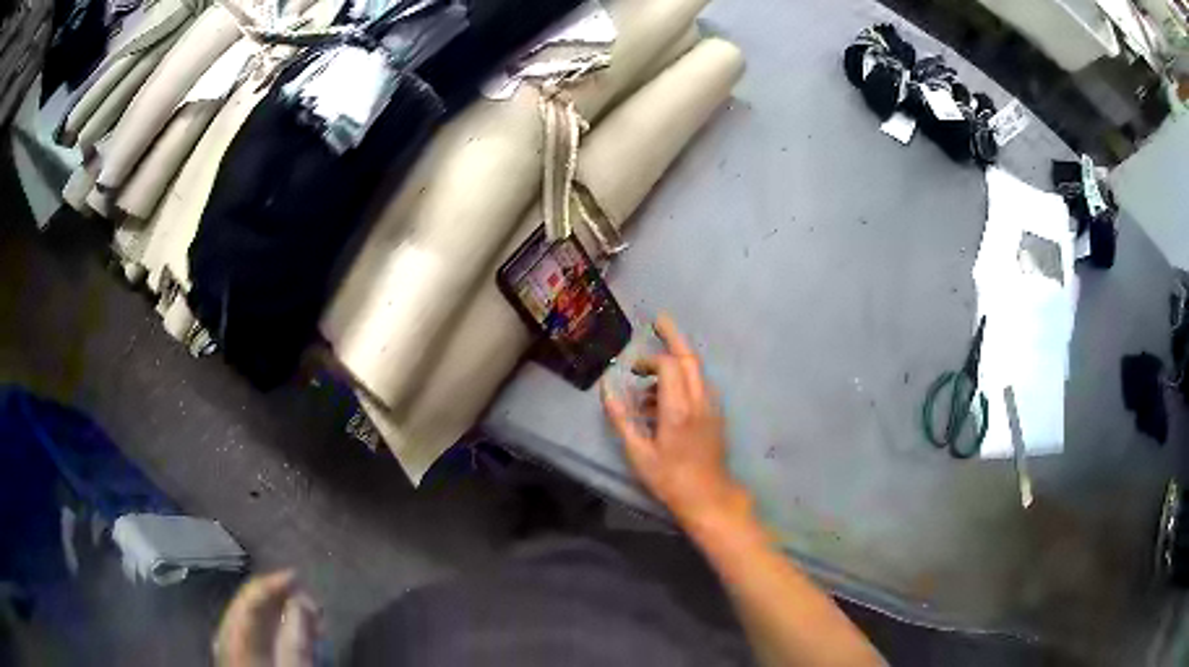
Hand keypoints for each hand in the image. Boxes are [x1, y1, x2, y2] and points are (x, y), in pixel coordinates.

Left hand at [214, 570, 320, 666]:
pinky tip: (291, 630)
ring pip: (252, 617)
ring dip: (279, 612)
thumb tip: (301, 601)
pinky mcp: (241, 655)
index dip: (272, 583)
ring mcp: (232, 646)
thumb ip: (296, 640)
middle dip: (279, 597)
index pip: (250, 599)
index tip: (298, 576)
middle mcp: (229, 635)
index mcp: (237, 637)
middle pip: (250, 605)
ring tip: (307, 615)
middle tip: (309, 598)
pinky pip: (255, 631)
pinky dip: (274, 626)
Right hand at [602, 314, 748, 527]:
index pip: (668, 365)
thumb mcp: (638, 452)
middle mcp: (699, 400)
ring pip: (697, 370)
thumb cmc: (669, 478)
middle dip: (674, 336)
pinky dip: (684, 379)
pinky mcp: (716, 414)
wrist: (709, 496)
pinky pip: (700, 384)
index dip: (650, 360)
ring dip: (676, 362)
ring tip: (649, 380)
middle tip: (659, 320)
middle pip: (689, 357)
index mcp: (678, 409)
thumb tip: (607, 389)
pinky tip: (665, 399)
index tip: (632, 368)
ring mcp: (711, 406)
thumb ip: (621, 418)